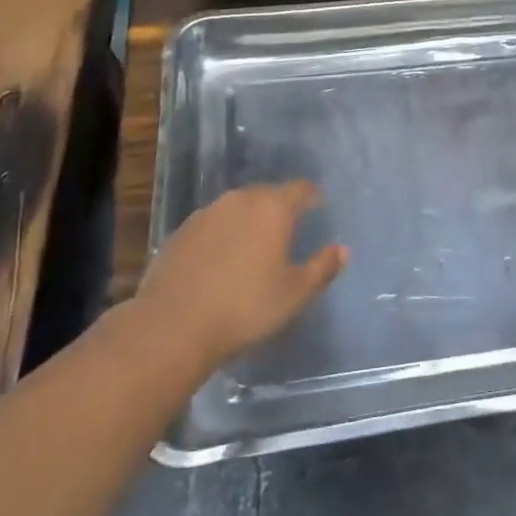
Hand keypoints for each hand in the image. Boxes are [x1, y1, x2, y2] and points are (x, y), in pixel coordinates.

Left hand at [133, 181, 346, 370]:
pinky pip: (212, 225)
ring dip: (249, 219)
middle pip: (266, 194)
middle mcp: (239, 201)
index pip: (300, 189)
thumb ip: (322, 268)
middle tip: (289, 228)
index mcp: (272, 208)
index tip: (318, 205)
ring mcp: (205, 214)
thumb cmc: (245, 307)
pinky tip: (222, 260)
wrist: (172, 326)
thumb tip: (342, 250)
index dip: (312, 196)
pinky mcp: (180, 233)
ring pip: (236, 208)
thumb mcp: (295, 294)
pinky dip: (223, 235)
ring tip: (255, 244)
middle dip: (280, 207)